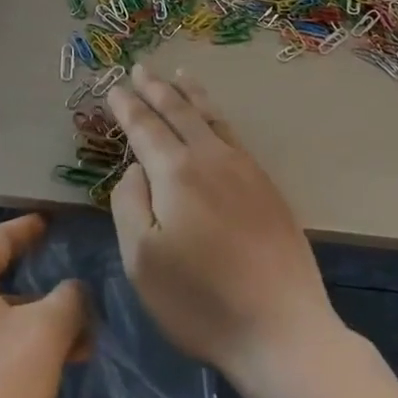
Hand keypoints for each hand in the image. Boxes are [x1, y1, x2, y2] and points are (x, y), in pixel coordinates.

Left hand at [0, 215, 87, 397]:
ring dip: (20, 310)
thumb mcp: (48, 336)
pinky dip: (2, 337)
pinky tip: (32, 364)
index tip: (51, 222)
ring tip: (62, 330)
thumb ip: (70, 299)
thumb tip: (73, 292)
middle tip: (51, 260)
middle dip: (20, 263)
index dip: (28, 227)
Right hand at [107, 65, 339, 388]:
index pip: (145, 127)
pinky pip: (234, 135)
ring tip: (180, 75)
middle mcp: (211, 158)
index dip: (127, 107)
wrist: (282, 329)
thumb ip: (130, 203)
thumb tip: (137, 168)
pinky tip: (215, 121)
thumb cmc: (200, 301)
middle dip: (157, 88)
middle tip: (142, 68)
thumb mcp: (142, 259)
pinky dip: (217, 116)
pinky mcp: (267, 187)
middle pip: (180, 112)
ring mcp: (245, 170)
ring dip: (191, 94)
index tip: (115, 87)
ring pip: (212, 118)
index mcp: (176, 172)